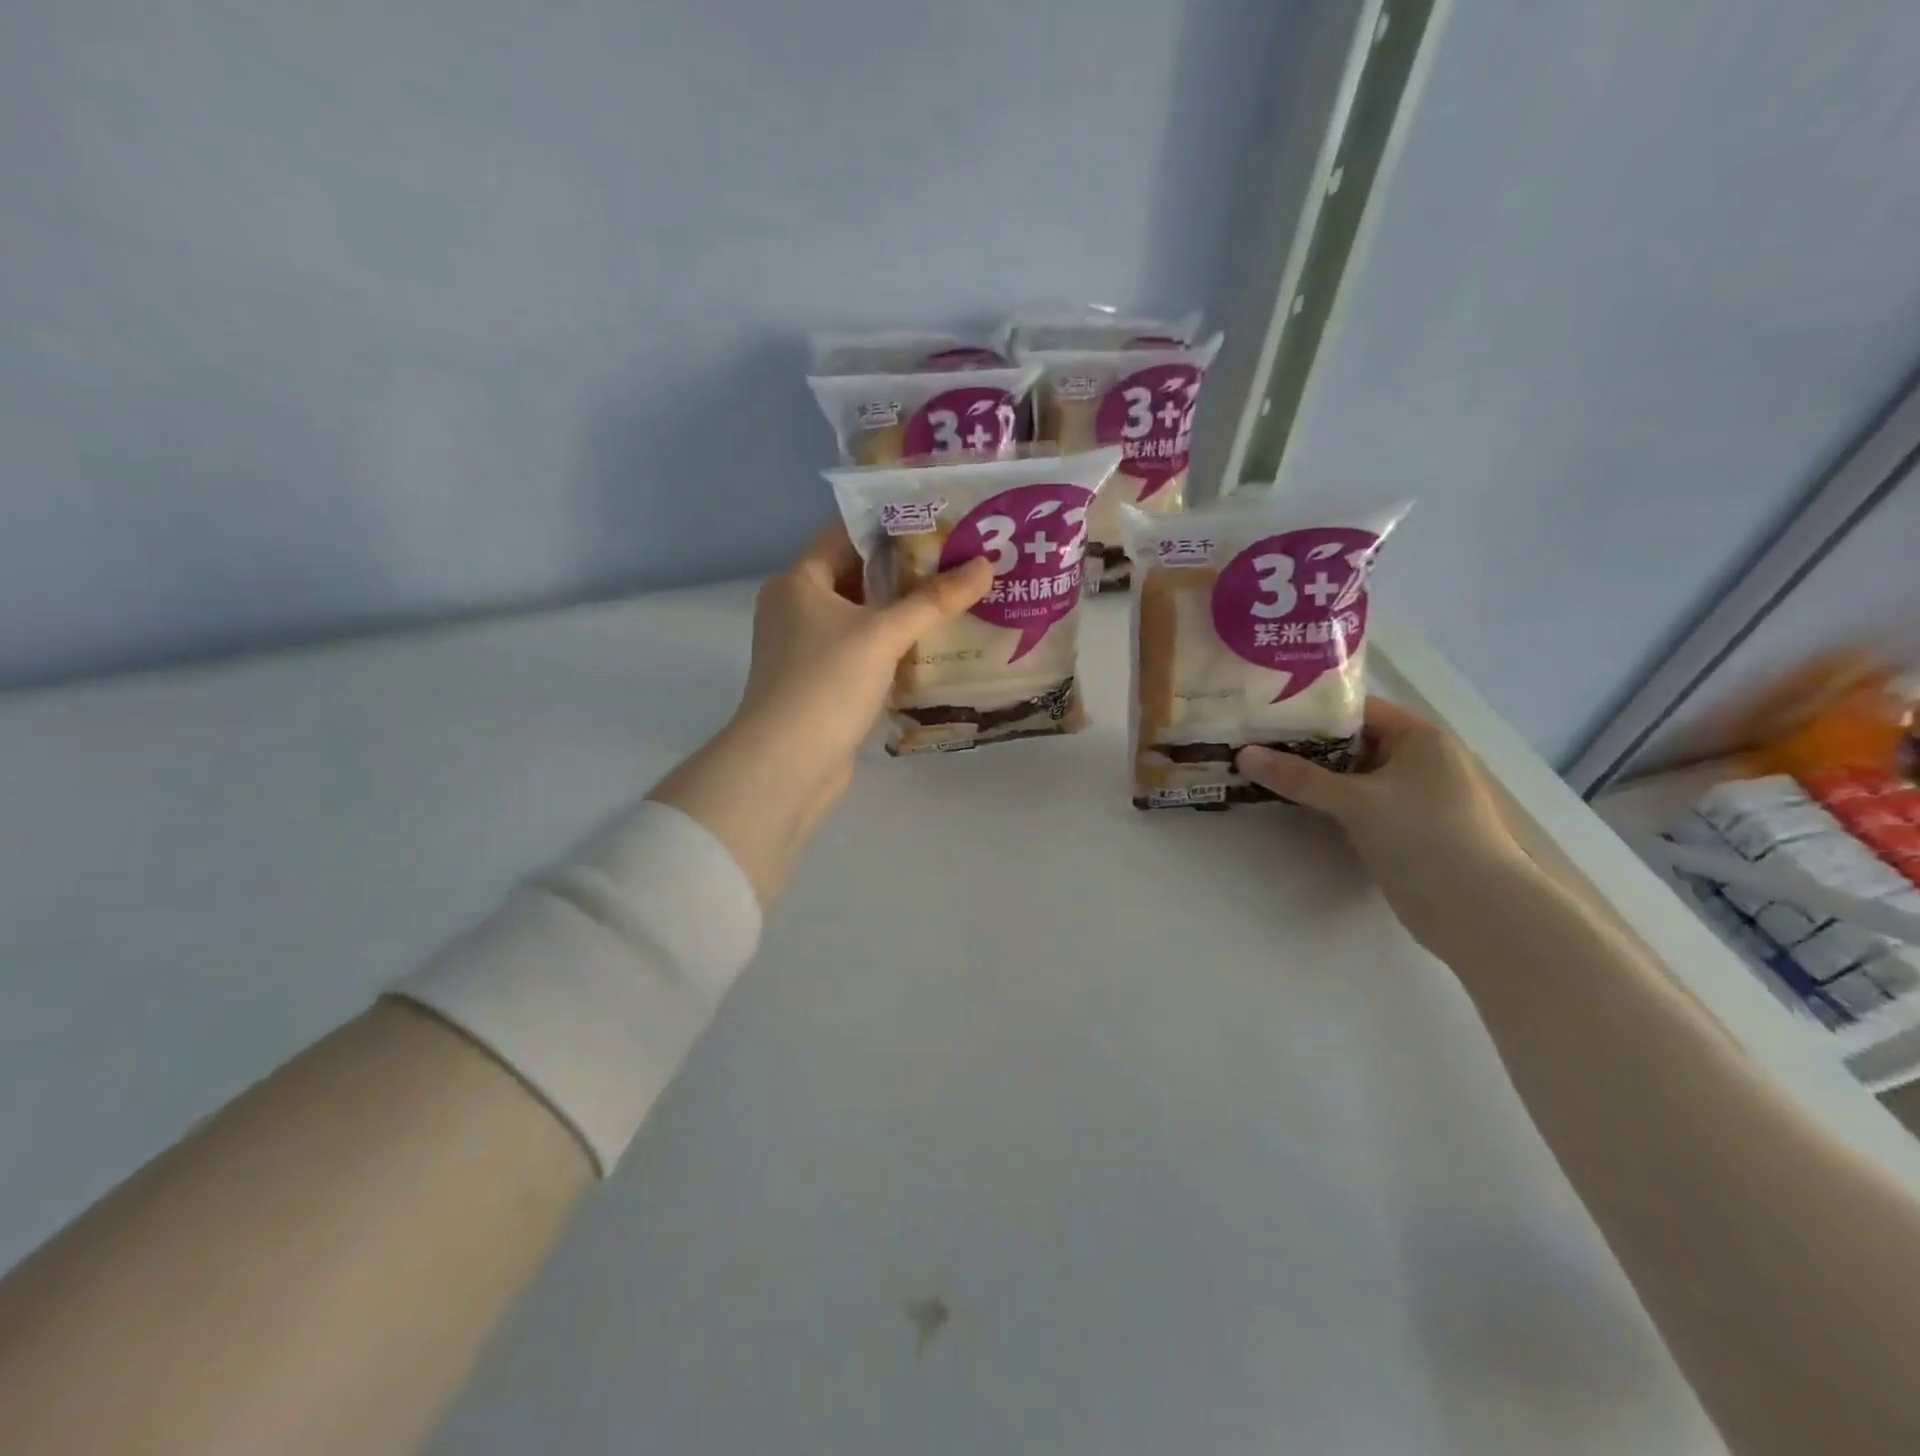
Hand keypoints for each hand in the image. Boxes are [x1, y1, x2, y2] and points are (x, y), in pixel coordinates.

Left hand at [650, 526, 991, 902]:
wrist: (788, 764)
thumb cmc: (827, 682)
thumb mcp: (884, 634)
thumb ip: (934, 599)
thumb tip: (985, 564)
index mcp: (798, 582)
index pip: (845, 536)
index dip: (890, 526)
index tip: (939, 522)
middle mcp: (796, 610)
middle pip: (856, 577)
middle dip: (905, 572)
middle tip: (958, 562)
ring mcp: (806, 650)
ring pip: (861, 619)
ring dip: (902, 614)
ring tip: (955, 601)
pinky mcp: (821, 685)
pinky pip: (862, 653)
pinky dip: (891, 649)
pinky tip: (931, 649)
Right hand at [1236, 699, 1529, 953]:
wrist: (1477, 910)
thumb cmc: (1424, 836)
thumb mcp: (1356, 800)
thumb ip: (1298, 777)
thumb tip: (1242, 754)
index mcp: (1419, 738)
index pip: (1357, 710)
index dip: (1311, 709)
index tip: (1265, 711)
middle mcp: (1417, 760)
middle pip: (1350, 741)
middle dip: (1303, 743)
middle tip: (1252, 741)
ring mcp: (1410, 797)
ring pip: (1350, 775)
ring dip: (1311, 775)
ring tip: (1260, 767)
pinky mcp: (1401, 829)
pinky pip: (1355, 802)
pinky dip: (1325, 800)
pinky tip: (1289, 801)